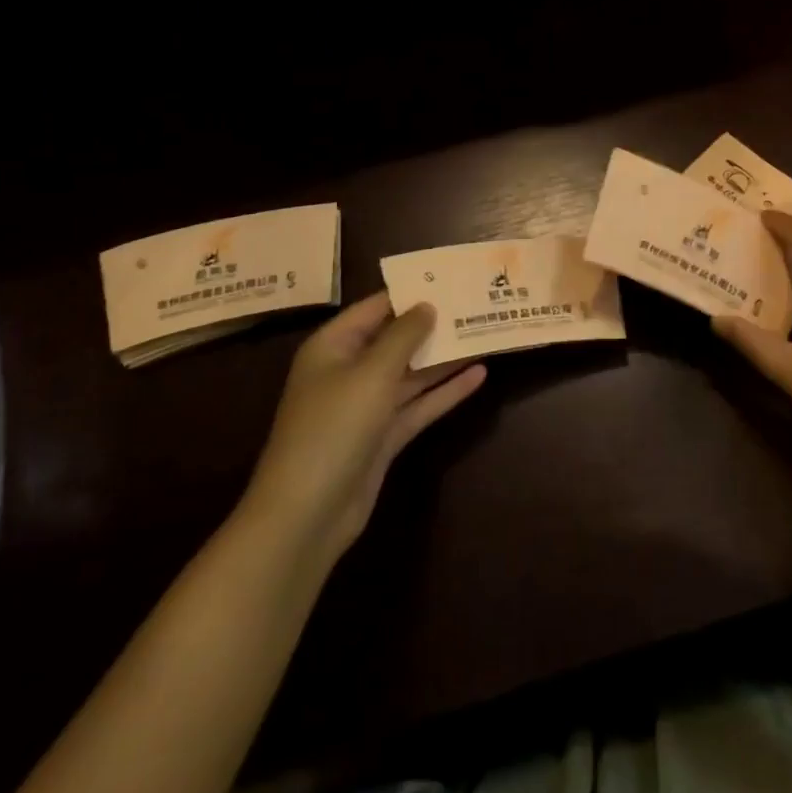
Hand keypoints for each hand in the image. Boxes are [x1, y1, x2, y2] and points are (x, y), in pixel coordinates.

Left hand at [241, 293, 484, 564]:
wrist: (307, 514)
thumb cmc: (333, 428)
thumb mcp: (371, 373)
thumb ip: (404, 336)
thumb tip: (427, 305)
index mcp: (333, 347)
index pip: (376, 307)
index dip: (411, 292)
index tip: (450, 278)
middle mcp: (349, 371)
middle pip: (396, 339)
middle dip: (434, 324)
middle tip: (475, 303)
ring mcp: (367, 406)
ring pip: (412, 373)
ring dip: (445, 357)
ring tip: (485, 332)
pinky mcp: (384, 437)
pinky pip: (419, 404)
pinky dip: (446, 391)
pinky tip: (480, 375)